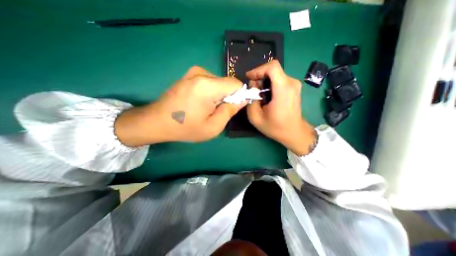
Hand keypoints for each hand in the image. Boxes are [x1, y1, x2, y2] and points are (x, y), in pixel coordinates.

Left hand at [116, 66, 247, 145]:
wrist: (157, 121)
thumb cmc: (185, 128)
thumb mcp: (213, 127)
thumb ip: (230, 111)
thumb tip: (243, 99)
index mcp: (208, 86)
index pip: (236, 84)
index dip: (240, 95)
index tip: (233, 107)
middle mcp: (201, 73)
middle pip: (227, 83)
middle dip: (228, 96)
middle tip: (217, 111)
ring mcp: (193, 72)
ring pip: (218, 82)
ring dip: (218, 95)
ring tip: (206, 107)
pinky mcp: (189, 75)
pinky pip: (209, 81)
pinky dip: (210, 91)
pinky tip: (199, 102)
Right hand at [246, 60, 317, 155]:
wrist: (294, 132)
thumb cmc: (275, 127)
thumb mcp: (256, 118)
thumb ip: (251, 100)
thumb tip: (253, 86)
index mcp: (283, 90)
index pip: (272, 67)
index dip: (258, 69)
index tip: (249, 78)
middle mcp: (291, 83)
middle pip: (273, 69)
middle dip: (259, 76)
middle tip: (253, 89)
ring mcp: (295, 85)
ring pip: (276, 74)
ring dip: (264, 81)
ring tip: (259, 94)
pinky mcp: (294, 88)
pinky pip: (280, 79)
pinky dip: (270, 84)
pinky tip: (267, 95)